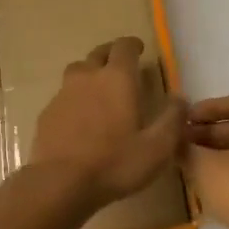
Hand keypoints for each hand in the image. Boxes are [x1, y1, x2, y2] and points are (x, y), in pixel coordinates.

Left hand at [29, 37, 186, 209]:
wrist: (60, 182)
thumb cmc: (114, 163)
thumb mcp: (157, 148)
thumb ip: (172, 120)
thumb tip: (180, 99)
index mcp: (117, 79)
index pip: (124, 47)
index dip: (133, 45)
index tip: (140, 49)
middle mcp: (88, 77)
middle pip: (98, 54)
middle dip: (111, 54)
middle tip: (121, 65)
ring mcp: (63, 93)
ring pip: (77, 71)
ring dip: (90, 73)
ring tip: (100, 88)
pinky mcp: (47, 112)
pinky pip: (64, 95)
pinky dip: (75, 98)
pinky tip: (80, 117)